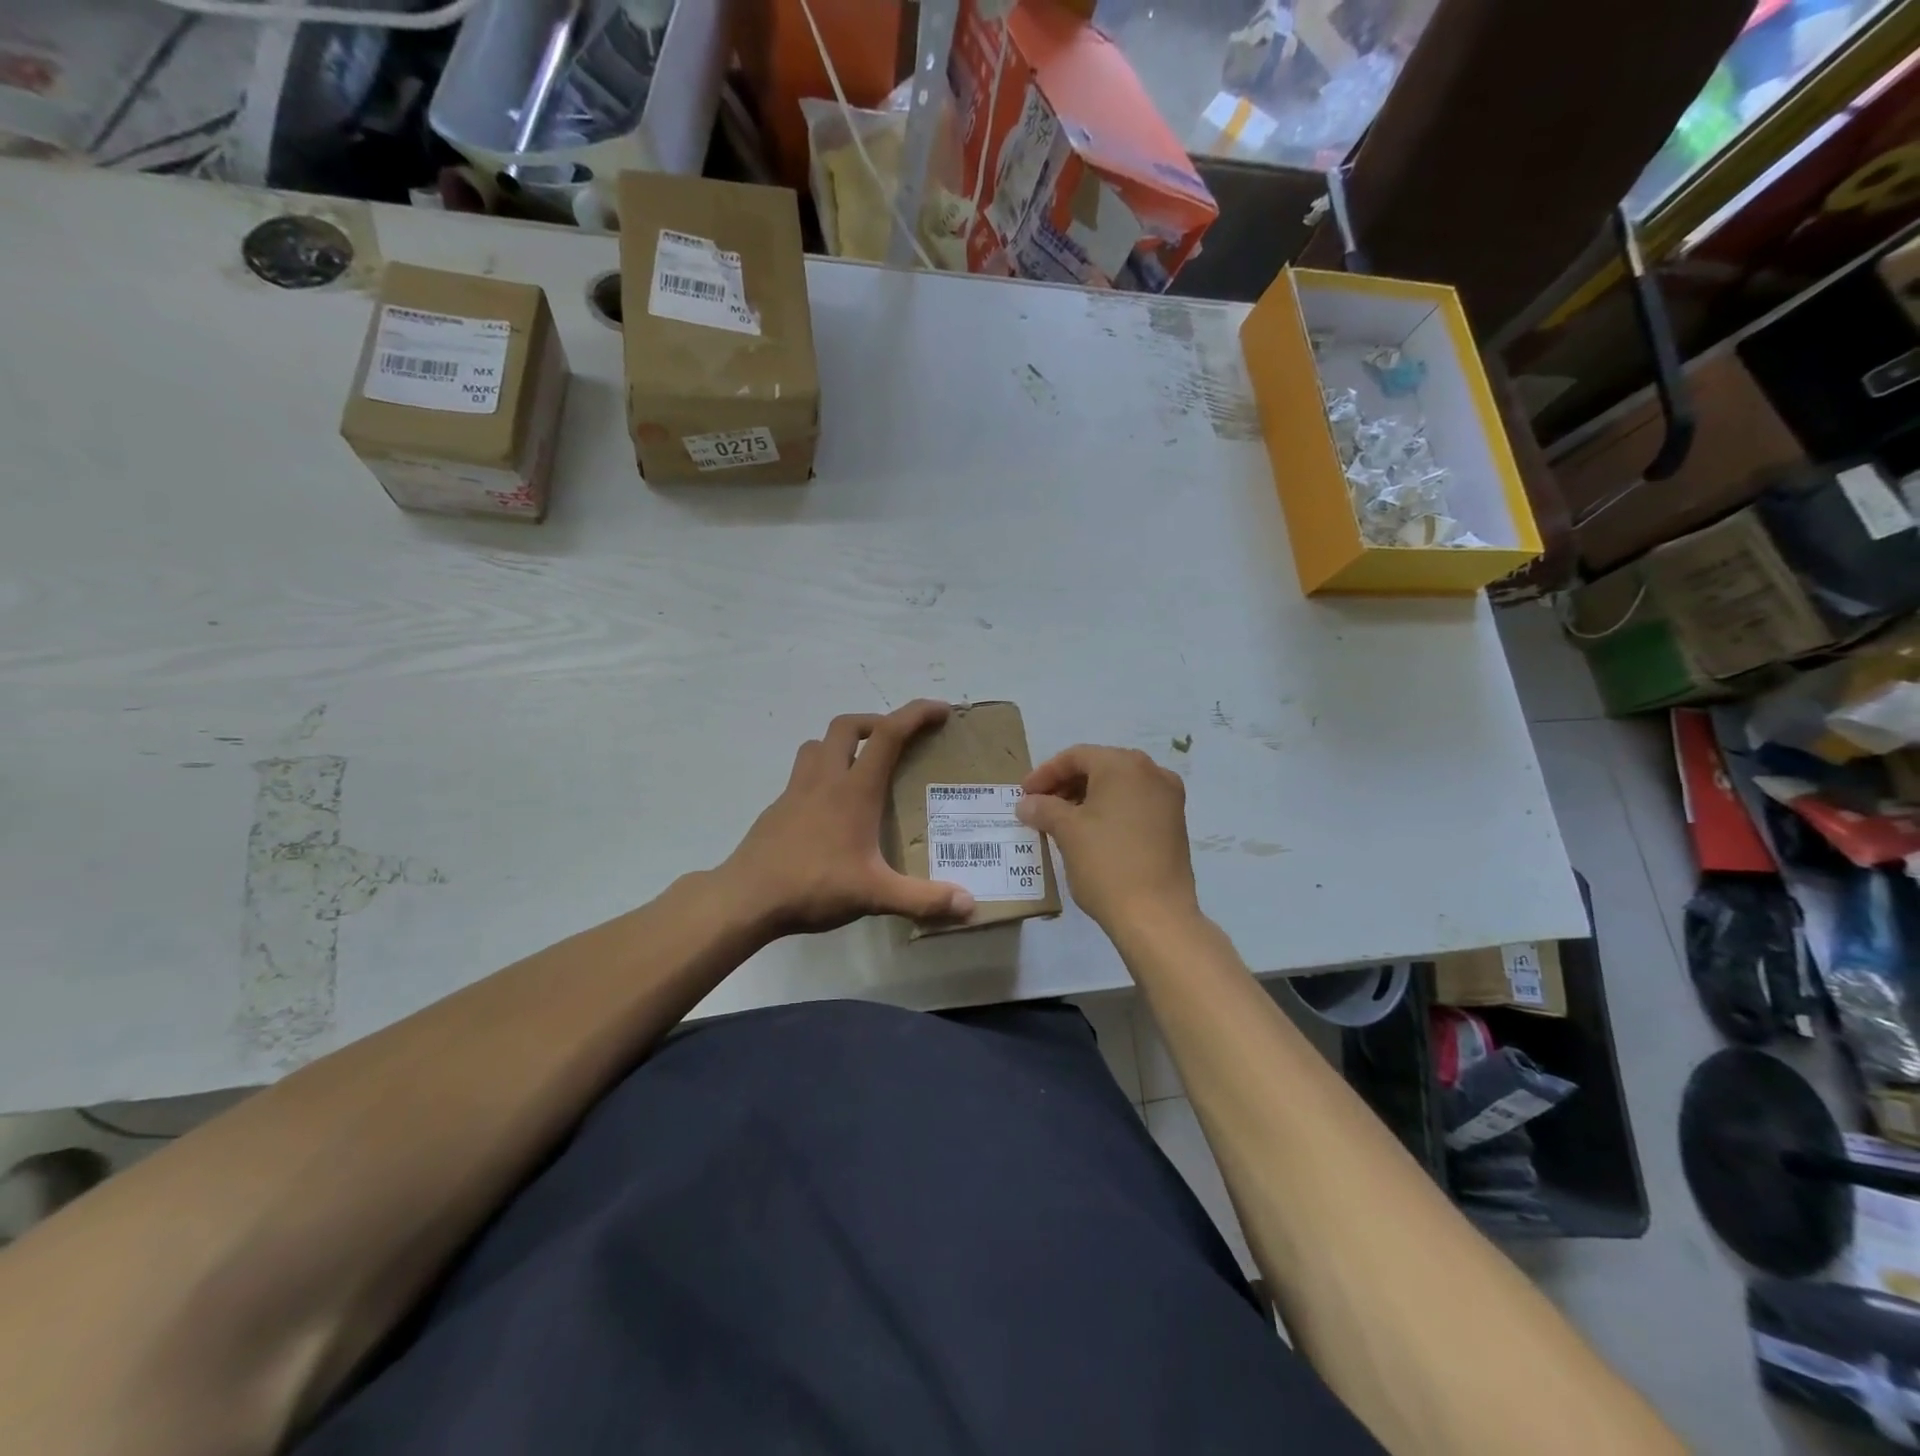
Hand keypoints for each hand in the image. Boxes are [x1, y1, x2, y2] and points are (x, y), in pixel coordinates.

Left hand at [720, 700, 974, 936]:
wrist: (746, 898)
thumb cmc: (813, 885)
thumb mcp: (875, 895)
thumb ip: (923, 900)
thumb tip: (970, 906)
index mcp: (854, 790)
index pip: (889, 734)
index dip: (916, 714)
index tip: (941, 710)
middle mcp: (824, 779)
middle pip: (847, 726)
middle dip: (876, 722)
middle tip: (897, 740)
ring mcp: (795, 791)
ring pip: (817, 744)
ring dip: (842, 743)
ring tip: (861, 765)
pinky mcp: (778, 809)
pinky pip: (802, 773)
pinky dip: (821, 772)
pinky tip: (830, 807)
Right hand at [1016, 746, 1198, 934]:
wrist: (1156, 915)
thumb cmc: (1106, 864)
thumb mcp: (1067, 832)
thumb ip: (1044, 809)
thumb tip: (1027, 803)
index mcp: (1124, 765)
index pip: (1076, 756)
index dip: (1045, 773)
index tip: (1024, 794)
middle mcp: (1152, 773)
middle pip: (1099, 767)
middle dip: (1066, 784)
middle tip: (1040, 806)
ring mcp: (1168, 799)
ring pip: (1118, 787)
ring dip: (1087, 798)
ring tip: (1060, 821)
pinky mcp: (1174, 824)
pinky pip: (1134, 805)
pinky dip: (1109, 811)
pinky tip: (1090, 832)